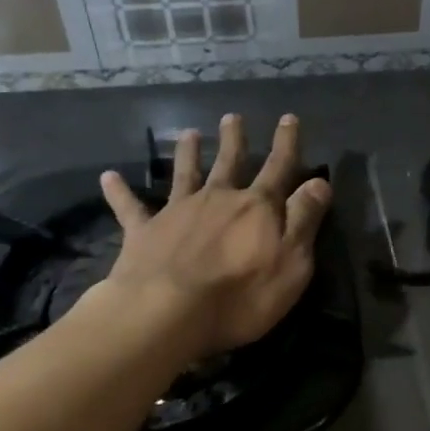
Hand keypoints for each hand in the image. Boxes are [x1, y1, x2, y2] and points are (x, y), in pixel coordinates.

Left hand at [92, 113, 331, 360]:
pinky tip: (109, 177)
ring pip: (185, 174)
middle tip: (232, 117)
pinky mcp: (144, 233)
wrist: (166, 313)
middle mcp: (218, 199)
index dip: (287, 144)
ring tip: (188, 133)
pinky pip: (130, 208)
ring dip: (188, 154)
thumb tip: (320, 182)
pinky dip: (120, 192)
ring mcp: (178, 213)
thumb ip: (305, 219)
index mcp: (257, 207)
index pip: (279, 168)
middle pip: (229, 163)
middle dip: (234, 140)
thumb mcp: (292, 261)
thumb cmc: (241, 295)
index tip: (289, 119)